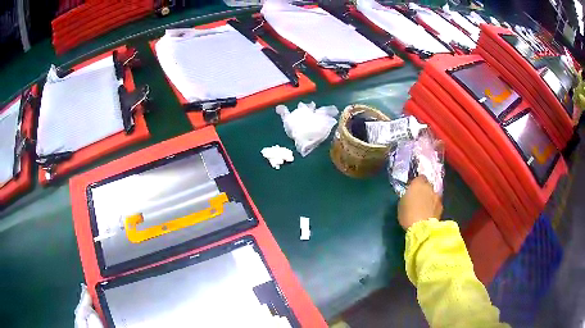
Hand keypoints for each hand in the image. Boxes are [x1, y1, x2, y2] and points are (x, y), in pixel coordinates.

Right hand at [398, 176, 442, 229]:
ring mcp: (437, 196)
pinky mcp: (441, 207)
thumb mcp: (401, 203)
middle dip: (424, 190)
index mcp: (418, 184)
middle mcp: (429, 187)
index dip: (417, 183)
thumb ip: (407, 195)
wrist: (422, 228)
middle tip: (419, 198)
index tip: (413, 189)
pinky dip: (433, 206)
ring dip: (430, 198)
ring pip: (433, 194)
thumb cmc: (408, 215)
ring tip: (425, 207)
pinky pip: (436, 203)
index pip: (419, 178)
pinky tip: (429, 213)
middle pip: (427, 185)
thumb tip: (410, 195)